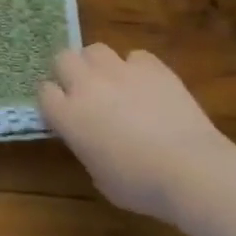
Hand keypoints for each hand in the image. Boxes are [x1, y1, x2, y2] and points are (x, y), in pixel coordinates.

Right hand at [39, 45, 235, 221]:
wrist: (191, 170)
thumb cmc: (141, 185)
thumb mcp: (100, 178)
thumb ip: (87, 150)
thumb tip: (93, 141)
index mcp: (68, 115)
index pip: (44, 91)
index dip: (53, 101)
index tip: (63, 112)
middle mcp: (87, 85)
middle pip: (63, 58)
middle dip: (70, 71)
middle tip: (84, 91)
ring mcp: (120, 71)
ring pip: (95, 49)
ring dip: (99, 64)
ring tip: (113, 82)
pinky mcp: (152, 67)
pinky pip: (136, 56)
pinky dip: (138, 68)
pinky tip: (148, 86)